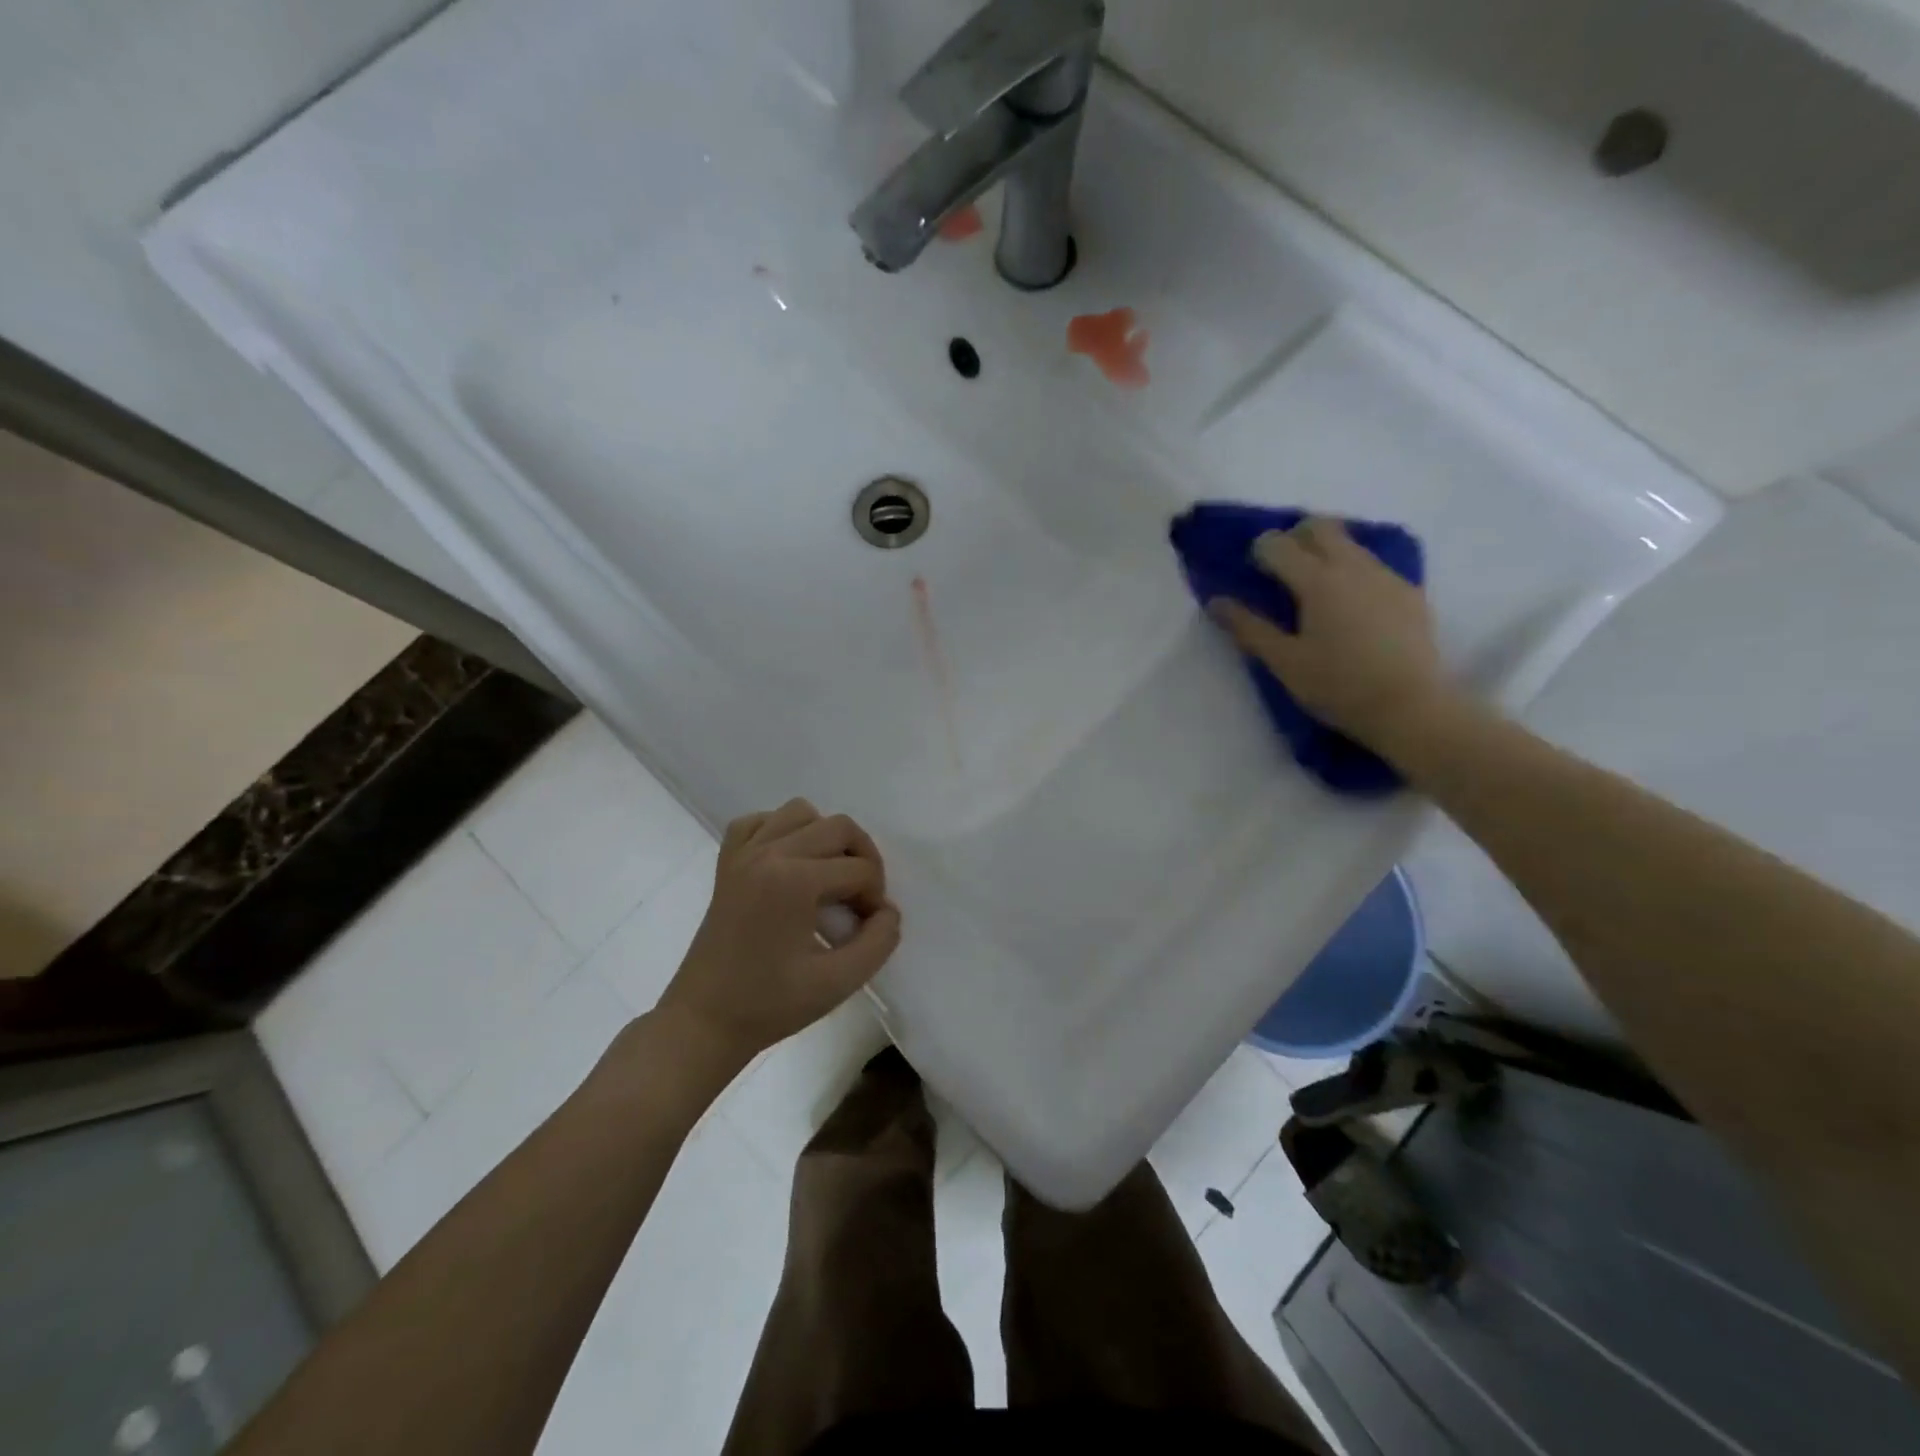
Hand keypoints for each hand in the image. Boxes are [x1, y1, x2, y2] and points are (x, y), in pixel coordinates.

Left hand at [659, 798, 901, 1064]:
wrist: (704, 1021)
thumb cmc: (770, 1005)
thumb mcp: (838, 982)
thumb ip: (878, 942)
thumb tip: (888, 912)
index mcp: (794, 880)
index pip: (859, 870)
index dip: (875, 898)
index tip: (869, 929)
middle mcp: (768, 853)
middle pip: (838, 827)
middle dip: (862, 858)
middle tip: (861, 898)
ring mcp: (743, 854)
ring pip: (800, 812)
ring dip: (825, 837)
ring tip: (828, 877)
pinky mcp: (727, 862)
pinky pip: (758, 822)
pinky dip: (780, 831)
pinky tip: (789, 864)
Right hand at [1208, 516, 1450, 749]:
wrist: (1411, 708)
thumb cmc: (1338, 686)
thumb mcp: (1284, 662)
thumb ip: (1248, 627)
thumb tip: (1216, 601)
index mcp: (1318, 581)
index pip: (1279, 544)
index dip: (1259, 551)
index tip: (1252, 571)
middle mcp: (1353, 566)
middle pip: (1320, 528)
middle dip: (1294, 537)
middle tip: (1281, 569)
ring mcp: (1386, 576)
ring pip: (1350, 543)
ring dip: (1325, 551)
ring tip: (1314, 587)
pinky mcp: (1409, 592)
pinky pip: (1373, 565)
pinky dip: (1352, 571)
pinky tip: (1350, 605)